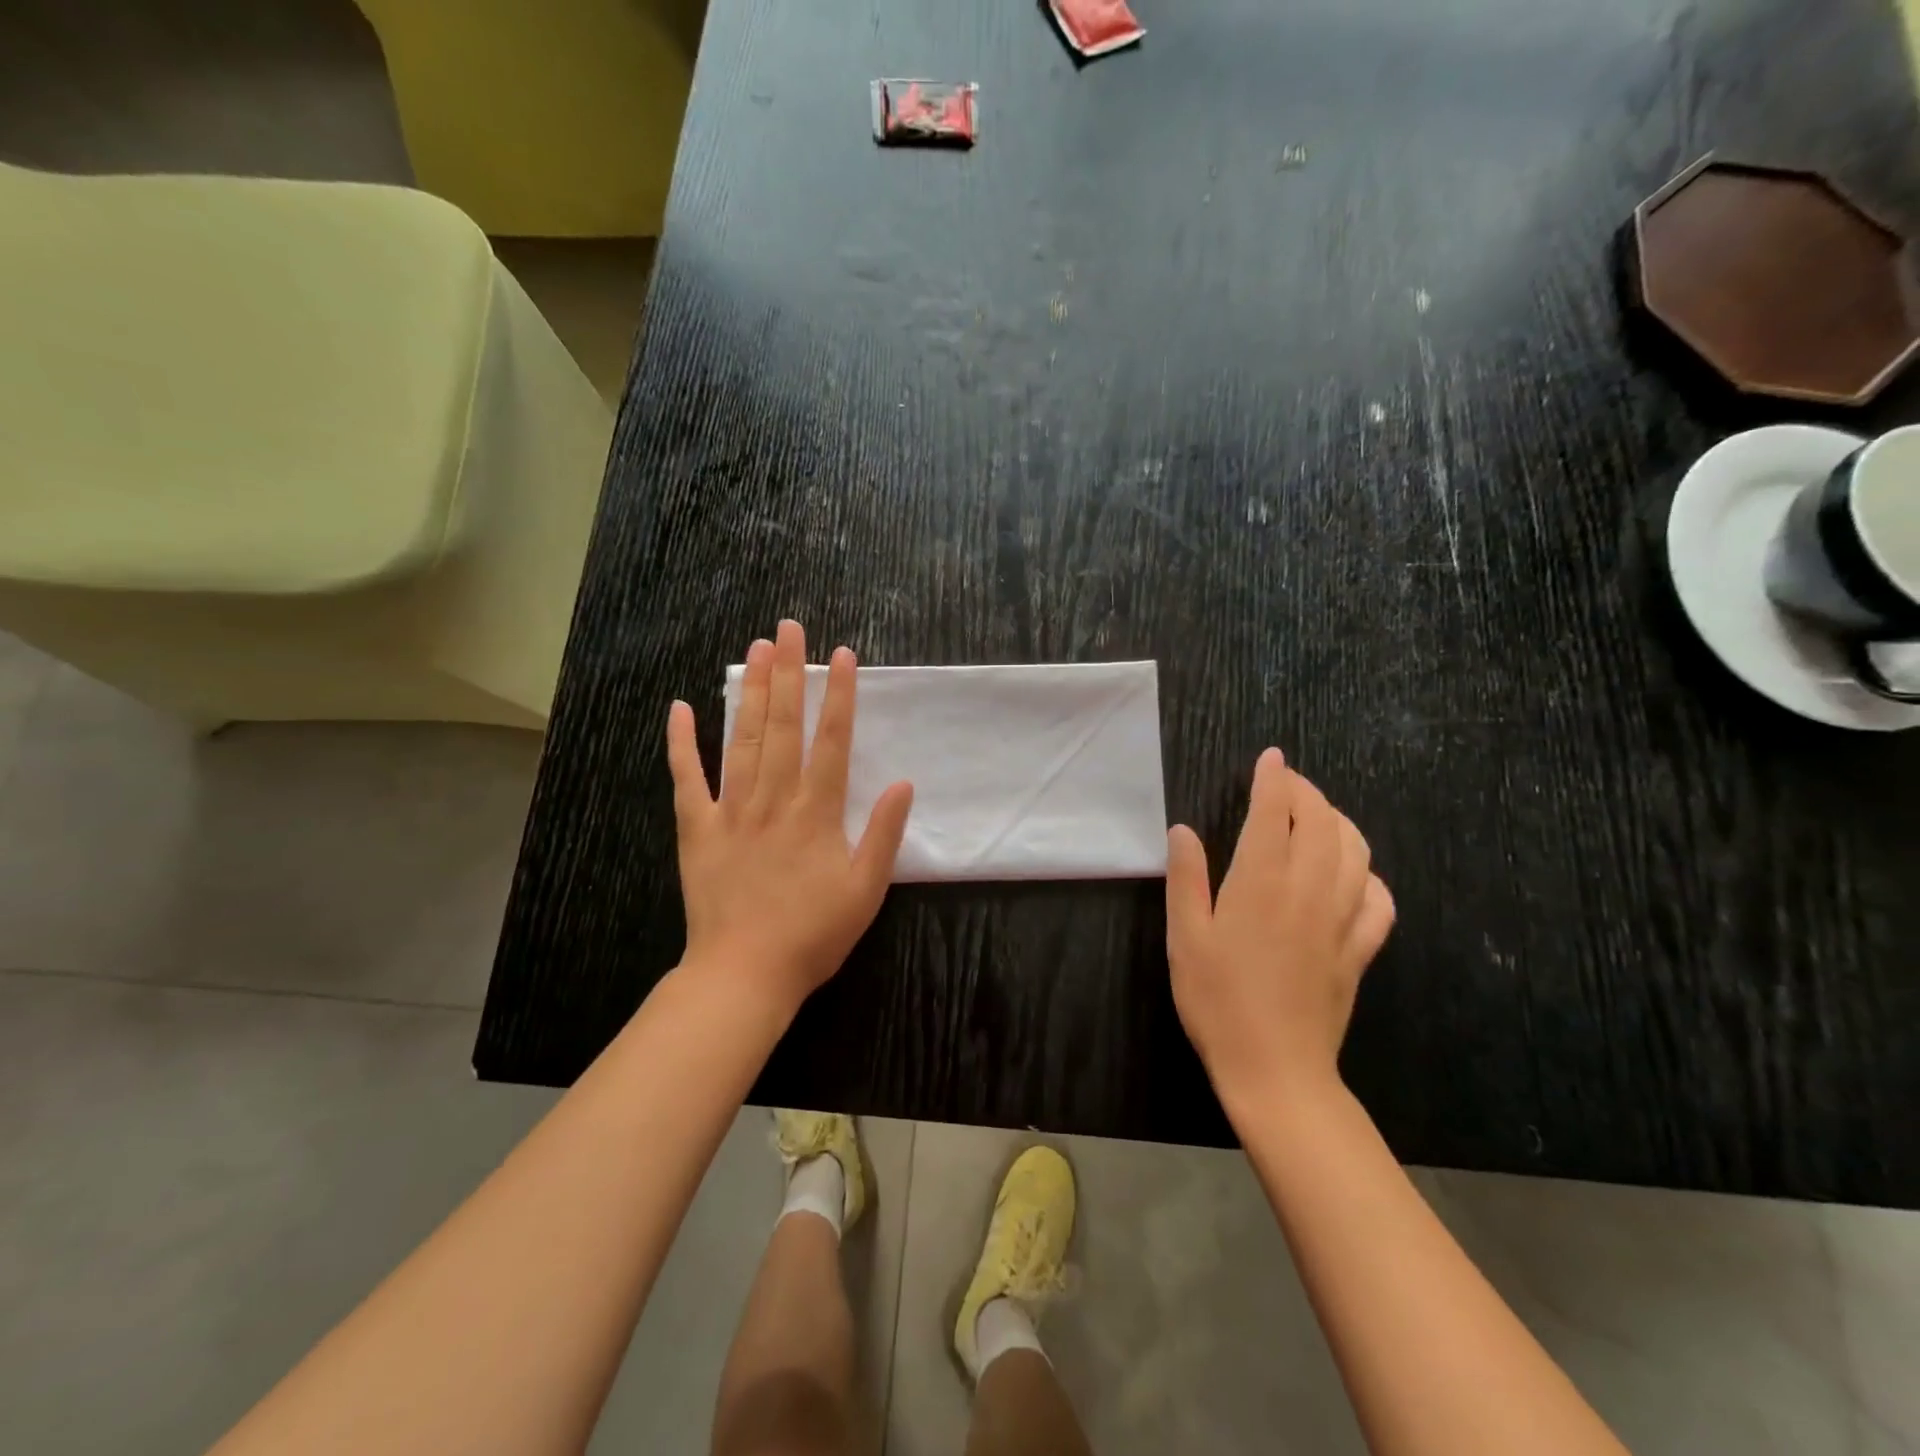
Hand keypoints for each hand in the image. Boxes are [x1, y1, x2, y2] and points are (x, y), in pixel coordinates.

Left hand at [666, 620, 913, 1014]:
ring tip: (756, 650)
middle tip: (789, 628)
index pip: (832, 740)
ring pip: (741, 740)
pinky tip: (679, 708)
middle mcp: (774, 798)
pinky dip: (681, 744)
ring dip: (750, 692)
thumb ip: (884, 834)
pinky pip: (686, 779)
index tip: (842, 655)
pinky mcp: (696, 829)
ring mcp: (731, 810)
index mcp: (816, 812)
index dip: (840, 695)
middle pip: (783, 725)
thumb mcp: (866, 890)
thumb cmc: (813, 935)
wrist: (744, 974)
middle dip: (789, 674)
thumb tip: (904, 783)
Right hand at [1165, 748, 1394, 1112]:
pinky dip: (1371, 876)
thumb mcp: (1184, 936)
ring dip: (1340, 823)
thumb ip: (1186, 878)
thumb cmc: (1217, 999)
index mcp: (1262, 881)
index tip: (1271, 757)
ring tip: (1319, 818)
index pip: (1274, 812)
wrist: (1274, 1068)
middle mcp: (1310, 889)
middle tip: (1288, 783)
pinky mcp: (1359, 950)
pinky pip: (1380, 901)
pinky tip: (1356, 878)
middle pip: (1322, 822)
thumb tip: (1184, 830)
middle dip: (1307, 793)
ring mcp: (1342, 920)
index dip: (1274, 778)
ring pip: (1358, 853)